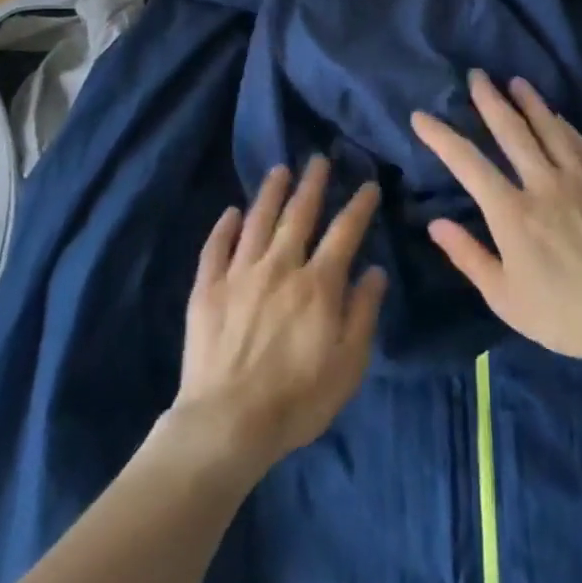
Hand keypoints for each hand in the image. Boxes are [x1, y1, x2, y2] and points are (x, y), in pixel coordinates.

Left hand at [171, 158, 386, 474]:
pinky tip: (231, 212)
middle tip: (318, 159)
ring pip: (257, 221)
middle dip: (312, 184)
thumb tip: (374, 270)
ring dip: (270, 193)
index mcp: (318, 284)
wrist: (227, 423)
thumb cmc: (297, 399)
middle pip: (298, 215)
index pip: (345, 232)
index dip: (359, 205)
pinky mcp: (206, 289)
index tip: (368, 184)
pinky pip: (215, 248)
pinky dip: (224, 227)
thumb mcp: (348, 364)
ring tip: (279, 170)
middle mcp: (280, 266)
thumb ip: (363, 312)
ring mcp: (239, 274)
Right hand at [411, 70, 581, 364]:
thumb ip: (468, 256)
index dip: (441, 137)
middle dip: (490, 101)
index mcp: (512, 213)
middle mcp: (543, 185)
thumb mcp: (504, 297)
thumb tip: (436, 223)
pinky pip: (581, 145)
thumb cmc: (562, 314)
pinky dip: (564, 125)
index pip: (468, 164)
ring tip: (515, 81)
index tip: (421, 116)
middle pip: (511, 132)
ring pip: (549, 129)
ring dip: (529, 102)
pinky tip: (557, 116)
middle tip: (477, 75)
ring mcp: (579, 181)